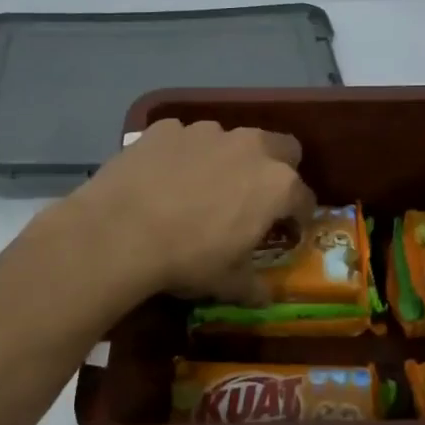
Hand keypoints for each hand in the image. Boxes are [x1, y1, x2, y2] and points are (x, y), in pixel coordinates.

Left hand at [57, 118, 314, 301]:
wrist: (119, 231)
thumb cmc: (187, 259)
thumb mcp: (227, 283)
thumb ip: (253, 286)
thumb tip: (264, 296)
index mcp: (276, 185)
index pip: (304, 198)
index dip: (299, 216)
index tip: (288, 230)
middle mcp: (249, 147)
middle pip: (281, 148)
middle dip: (276, 169)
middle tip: (255, 198)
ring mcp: (205, 132)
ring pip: (230, 140)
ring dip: (226, 160)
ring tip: (201, 188)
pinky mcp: (166, 128)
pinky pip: (185, 139)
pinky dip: (182, 155)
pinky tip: (163, 179)